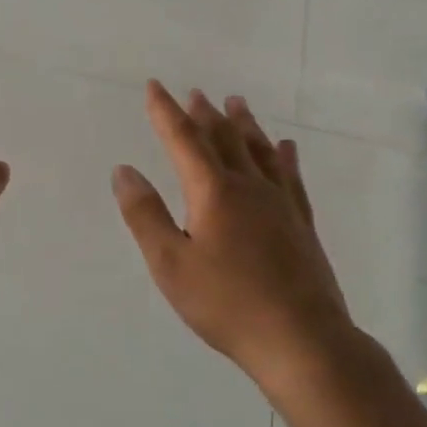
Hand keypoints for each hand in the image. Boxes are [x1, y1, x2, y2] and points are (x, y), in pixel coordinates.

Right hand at [112, 83, 353, 394]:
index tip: (155, 86)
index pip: (184, 139)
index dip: (166, 111)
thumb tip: (124, 170)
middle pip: (224, 138)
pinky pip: (290, 176)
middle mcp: (248, 186)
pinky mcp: (301, 223)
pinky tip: (286, 147)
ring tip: (236, 102)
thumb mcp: (170, 264)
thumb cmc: (227, 304)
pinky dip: (283, 156)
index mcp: (213, 191)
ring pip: (259, 150)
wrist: (302, 340)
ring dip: (244, 124)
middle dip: (205, 113)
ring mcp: (280, 203)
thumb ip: (145, 215)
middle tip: (195, 92)